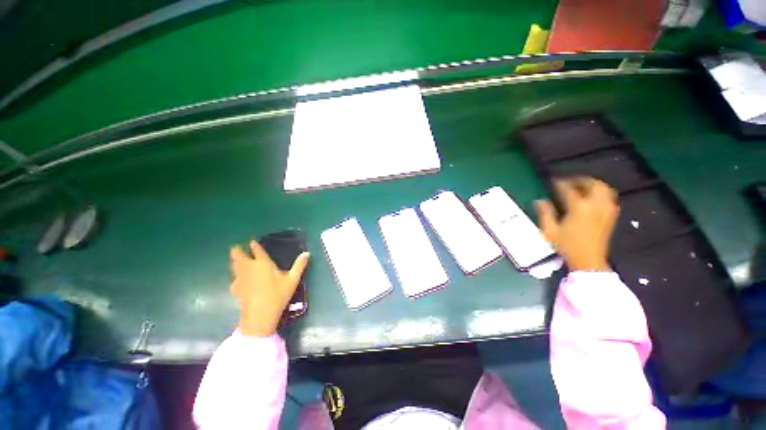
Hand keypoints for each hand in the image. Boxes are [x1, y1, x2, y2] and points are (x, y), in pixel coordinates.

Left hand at [229, 241, 309, 336]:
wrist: (259, 316)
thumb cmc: (277, 295)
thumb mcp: (292, 280)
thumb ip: (299, 265)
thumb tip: (307, 253)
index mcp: (262, 263)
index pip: (256, 250)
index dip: (254, 244)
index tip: (252, 241)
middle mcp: (248, 267)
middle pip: (238, 255)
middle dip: (237, 250)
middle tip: (239, 247)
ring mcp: (240, 278)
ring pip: (233, 265)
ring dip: (235, 260)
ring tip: (238, 259)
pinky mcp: (235, 288)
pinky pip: (234, 278)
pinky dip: (236, 275)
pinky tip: (240, 279)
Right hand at [536, 178, 618, 271]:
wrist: (589, 261)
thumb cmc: (567, 245)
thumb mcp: (550, 231)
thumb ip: (545, 213)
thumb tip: (540, 201)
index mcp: (579, 208)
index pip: (569, 189)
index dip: (560, 183)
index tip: (554, 181)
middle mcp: (595, 205)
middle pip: (592, 184)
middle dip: (580, 180)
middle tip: (569, 181)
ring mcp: (606, 210)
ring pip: (604, 189)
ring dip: (592, 184)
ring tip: (581, 186)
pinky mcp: (611, 216)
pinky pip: (608, 197)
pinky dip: (600, 193)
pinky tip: (592, 197)